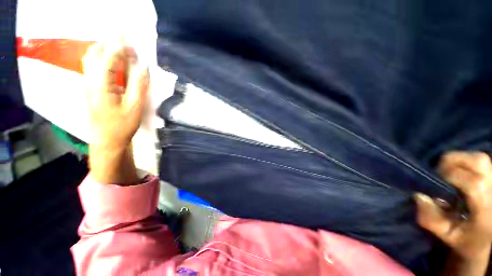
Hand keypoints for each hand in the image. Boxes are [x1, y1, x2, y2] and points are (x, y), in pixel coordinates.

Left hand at [83, 43, 148, 150]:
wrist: (107, 140)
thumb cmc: (122, 125)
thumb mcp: (135, 106)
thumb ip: (138, 85)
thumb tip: (143, 67)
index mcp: (101, 84)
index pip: (108, 57)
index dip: (121, 48)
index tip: (134, 46)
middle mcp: (90, 80)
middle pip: (95, 53)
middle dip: (110, 43)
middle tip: (126, 41)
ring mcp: (88, 84)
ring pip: (92, 58)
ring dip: (106, 49)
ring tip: (120, 48)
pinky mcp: (91, 88)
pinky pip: (94, 67)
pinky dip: (104, 59)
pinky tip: (114, 62)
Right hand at [415, 151, 491, 274]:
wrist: (485, 238)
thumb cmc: (465, 240)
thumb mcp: (447, 237)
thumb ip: (432, 220)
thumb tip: (419, 196)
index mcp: (487, 210)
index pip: (474, 184)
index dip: (451, 177)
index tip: (434, 184)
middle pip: (478, 162)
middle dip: (452, 164)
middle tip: (440, 178)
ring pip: (479, 158)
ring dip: (459, 161)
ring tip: (449, 176)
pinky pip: (479, 159)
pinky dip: (465, 162)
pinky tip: (459, 175)